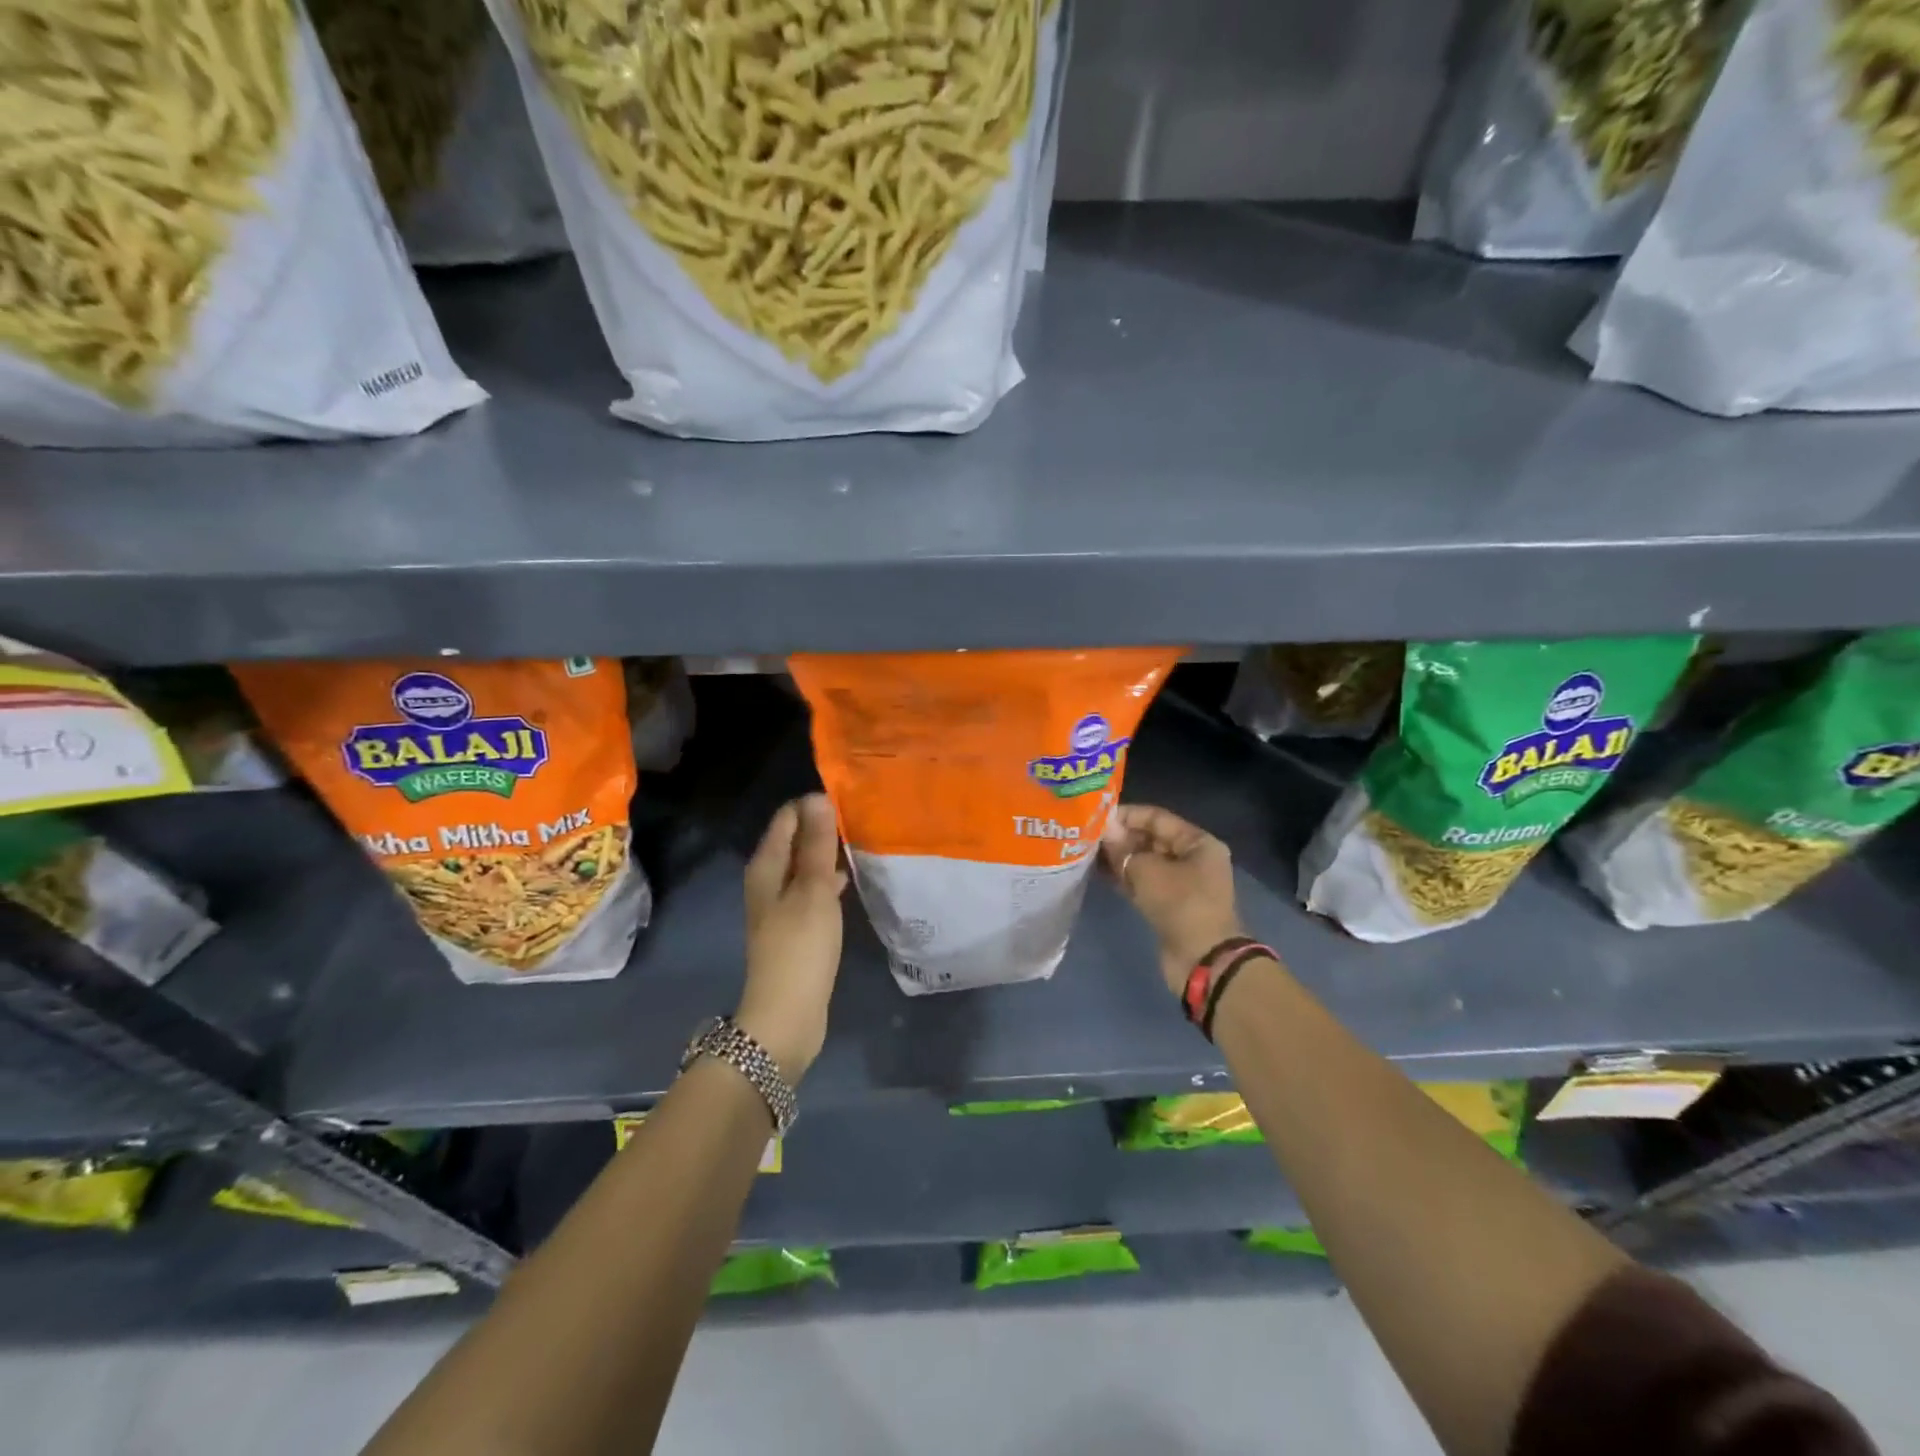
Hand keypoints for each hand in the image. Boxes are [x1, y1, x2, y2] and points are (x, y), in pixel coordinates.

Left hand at [736, 794, 848, 1082]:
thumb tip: (818, 798)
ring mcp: (781, 906)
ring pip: (804, 866)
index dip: (813, 805)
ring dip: (827, 854)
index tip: (848, 799)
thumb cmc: (800, 948)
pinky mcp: (796, 928)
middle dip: (822, 826)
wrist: (786, 1017)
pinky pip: (812, 890)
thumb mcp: (813, 891)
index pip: (787, 818)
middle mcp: (768, 882)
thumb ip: (816, 846)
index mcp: (765, 867)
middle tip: (861, 816)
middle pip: (794, 840)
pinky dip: (828, 880)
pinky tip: (850, 880)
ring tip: (861, 841)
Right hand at [1101, 804, 1245, 996]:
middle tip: (1088, 835)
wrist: (1203, 960)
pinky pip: (1143, 883)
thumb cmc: (1181, 904)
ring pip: (1145, 863)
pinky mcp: (1169, 905)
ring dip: (1120, 858)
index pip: (1158, 818)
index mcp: (1198, 843)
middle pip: (1151, 839)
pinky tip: (1099, 873)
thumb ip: (1124, 849)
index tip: (1097, 816)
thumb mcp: (1148, 871)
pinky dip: (1124, 878)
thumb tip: (1106, 832)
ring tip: (1088, 852)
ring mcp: (1181, 884)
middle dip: (1121, 837)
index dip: (1127, 815)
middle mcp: (1192, 859)